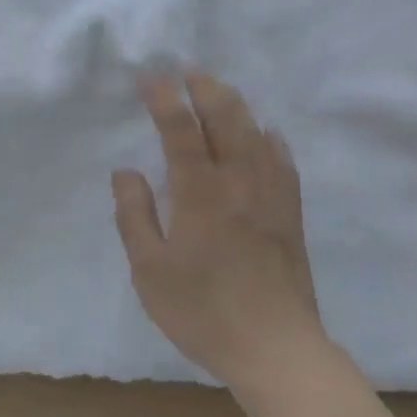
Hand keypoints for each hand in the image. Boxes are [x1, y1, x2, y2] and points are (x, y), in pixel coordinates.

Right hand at [112, 72, 328, 390]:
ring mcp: (270, 193)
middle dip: (205, 87)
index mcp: (200, 193)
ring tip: (220, 90)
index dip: (165, 98)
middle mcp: (238, 181)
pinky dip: (270, 138)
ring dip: (236, 104)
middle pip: (226, 117)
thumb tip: (126, 171)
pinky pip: (283, 159)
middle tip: (188, 71)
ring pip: (255, 132)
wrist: (275, 346)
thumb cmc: (203, 312)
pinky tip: (265, 133)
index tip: (151, 77)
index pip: (181, 130)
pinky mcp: (290, 210)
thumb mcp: (150, 272)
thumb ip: (135, 216)